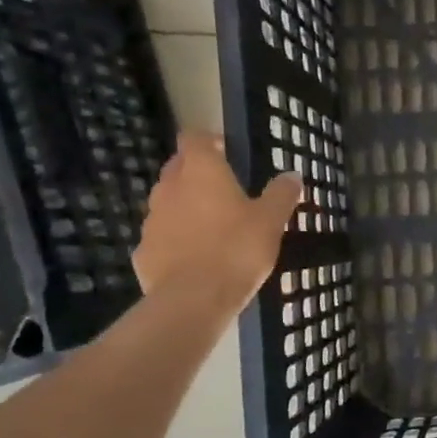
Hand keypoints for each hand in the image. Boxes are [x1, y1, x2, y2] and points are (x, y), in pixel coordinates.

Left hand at [134, 133, 301, 316]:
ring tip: (211, 225)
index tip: (226, 151)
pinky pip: (161, 236)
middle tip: (223, 188)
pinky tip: (195, 256)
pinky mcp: (144, 251)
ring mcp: (152, 220)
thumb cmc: (237, 249)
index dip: (208, 140)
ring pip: (167, 201)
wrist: (194, 299)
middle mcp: (169, 187)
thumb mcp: (271, 221)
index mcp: (201, 171)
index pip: (194, 138)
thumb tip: (292, 174)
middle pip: (177, 167)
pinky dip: (176, 239)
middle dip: (196, 172)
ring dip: (185, 206)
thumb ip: (281, 194)